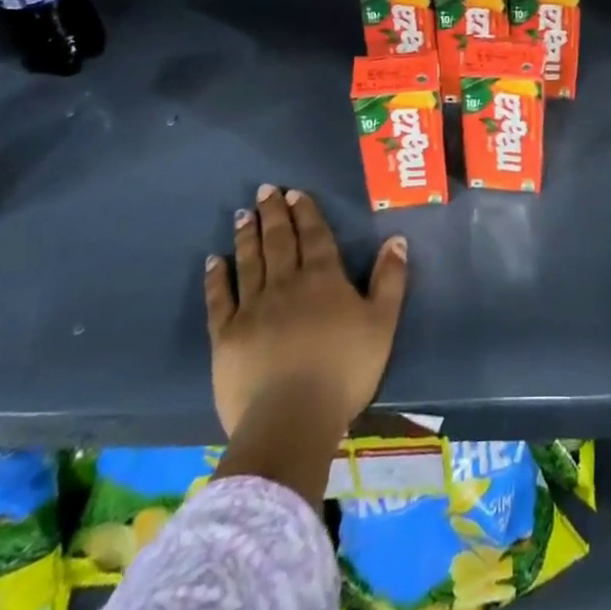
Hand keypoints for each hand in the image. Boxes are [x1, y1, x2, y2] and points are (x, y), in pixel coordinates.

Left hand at [203, 185, 408, 439]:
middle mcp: (286, 283)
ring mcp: (252, 308)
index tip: (294, 192)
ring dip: (247, 236)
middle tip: (265, 190)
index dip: (305, 212)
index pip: (314, 236)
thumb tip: (397, 239)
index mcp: (323, 279)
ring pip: (250, 262)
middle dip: (273, 214)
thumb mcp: (382, 324)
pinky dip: (216, 278)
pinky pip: (220, 299)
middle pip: (279, 241)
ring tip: (242, 215)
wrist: (291, 419)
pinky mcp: (226, 336)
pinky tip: (213, 261)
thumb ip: (390, 280)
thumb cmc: (344, 370)